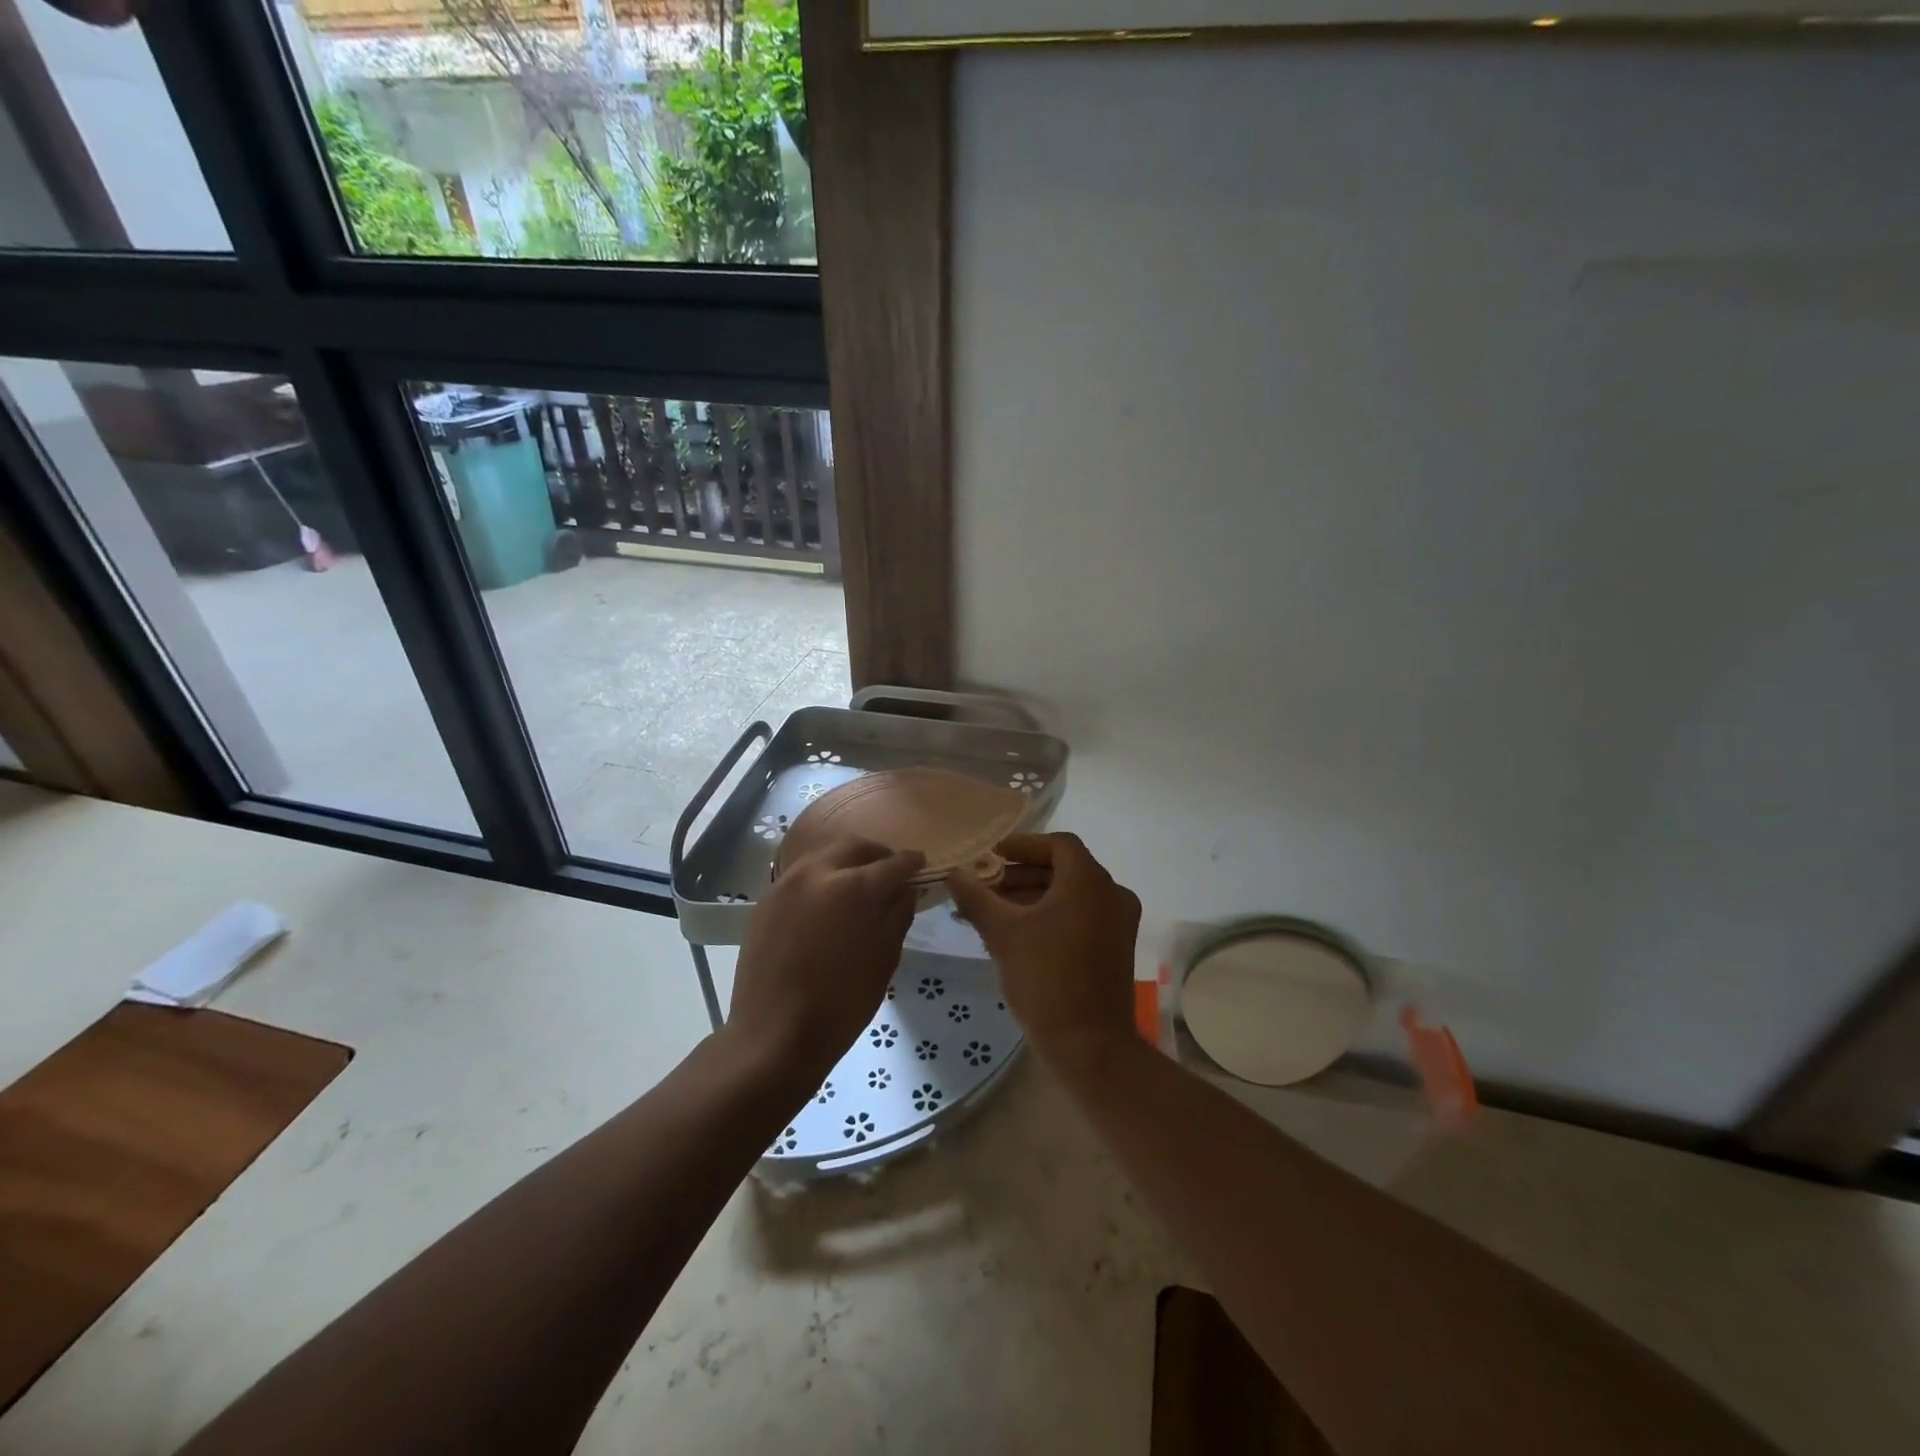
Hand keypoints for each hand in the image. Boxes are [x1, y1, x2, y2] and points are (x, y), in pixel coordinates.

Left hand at [726, 836, 924, 1094]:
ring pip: (824, 856)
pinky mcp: (767, 900)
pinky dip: (821, 878)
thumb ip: (898, 913)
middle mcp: (819, 872)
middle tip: (890, 871)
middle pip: (854, 847)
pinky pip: (801, 876)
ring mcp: (787, 883)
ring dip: (846, 862)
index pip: (893, 862)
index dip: (911, 863)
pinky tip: (828, 903)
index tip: (921, 865)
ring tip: (858, 884)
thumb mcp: (885, 958)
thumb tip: (905, 889)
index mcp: (855, 886)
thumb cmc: (842, 1002)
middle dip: (876, 854)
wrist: (775, 1034)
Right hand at [945, 834, 1141, 1063]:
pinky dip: (1052, 915)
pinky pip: (1082, 915)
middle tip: (985, 886)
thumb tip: (954, 872)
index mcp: (1089, 881)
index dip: (1021, 845)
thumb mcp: (1002, 934)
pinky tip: (1019, 934)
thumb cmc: (1045, 979)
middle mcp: (1112, 894)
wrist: (1090, 1046)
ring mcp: (1119, 922)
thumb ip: (976, 897)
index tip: (990, 857)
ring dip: (1034, 896)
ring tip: (993, 912)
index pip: (1056, 844)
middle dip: (1021, 874)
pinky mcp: (1117, 947)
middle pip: (1064, 868)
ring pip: (1072, 894)